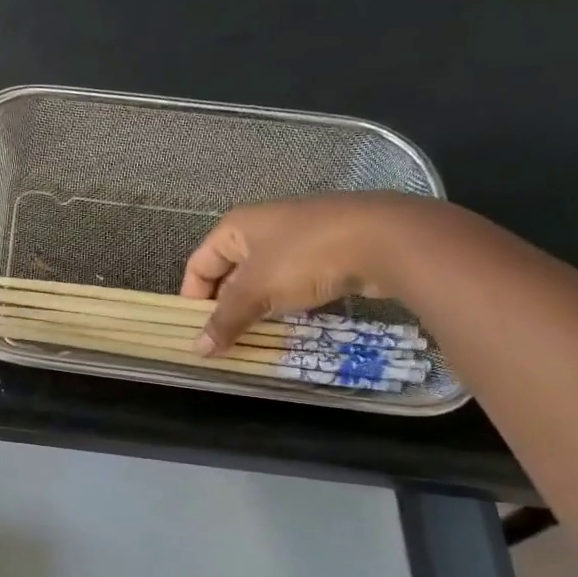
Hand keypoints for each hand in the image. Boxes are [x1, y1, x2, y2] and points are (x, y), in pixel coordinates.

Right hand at [180, 192, 448, 352]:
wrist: (385, 239)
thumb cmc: (305, 257)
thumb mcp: (257, 292)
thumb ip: (226, 320)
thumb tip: (198, 349)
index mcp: (236, 227)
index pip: (199, 264)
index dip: (193, 298)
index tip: (197, 331)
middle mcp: (262, 227)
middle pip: (230, 272)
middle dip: (225, 307)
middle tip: (225, 340)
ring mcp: (298, 237)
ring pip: (264, 278)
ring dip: (257, 308)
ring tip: (255, 337)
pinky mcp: (328, 250)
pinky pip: (294, 280)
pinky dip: (287, 302)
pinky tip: (292, 322)